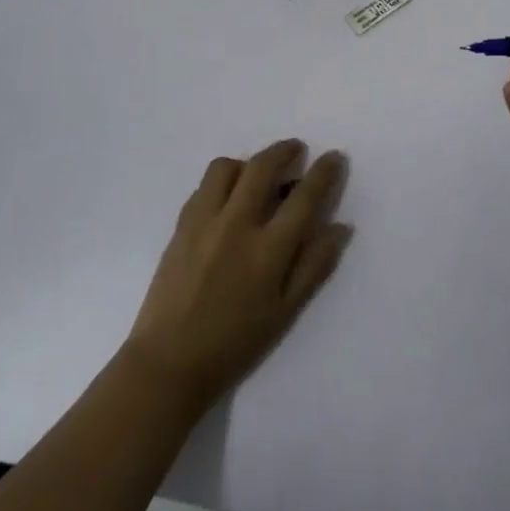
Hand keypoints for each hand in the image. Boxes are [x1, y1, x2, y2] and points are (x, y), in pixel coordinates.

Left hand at [123, 140, 350, 410]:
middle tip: (296, 149)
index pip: (303, 197)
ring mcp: (203, 221)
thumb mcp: (285, 312)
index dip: (323, 172)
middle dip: (284, 150)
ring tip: (256, 176)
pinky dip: (221, 182)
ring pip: (225, 167)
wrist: (170, 361)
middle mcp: (235, 225)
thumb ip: (314, 266)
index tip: (334, 156)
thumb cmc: (235, 343)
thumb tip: (339, 227)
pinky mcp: (180, 225)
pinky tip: (227, 200)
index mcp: (267, 250)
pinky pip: (203, 187)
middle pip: (262, 167)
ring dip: (247, 162)